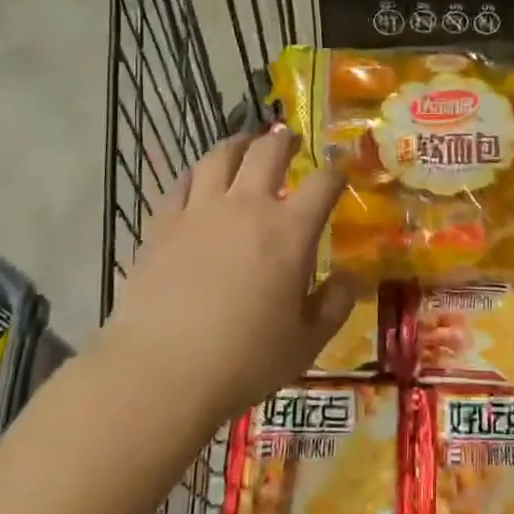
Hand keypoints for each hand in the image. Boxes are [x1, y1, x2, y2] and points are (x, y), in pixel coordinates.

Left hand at [103, 128, 352, 429]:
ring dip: (239, 143)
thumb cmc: (244, 361)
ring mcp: (201, 211)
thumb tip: (352, 277)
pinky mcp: (163, 223)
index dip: (336, 171)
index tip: (341, 169)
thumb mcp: (306, 342)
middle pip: (269, 152)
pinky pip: (182, 182)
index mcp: (290, 232)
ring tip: (246, 143)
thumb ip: (336, 304)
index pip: (323, 183)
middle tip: (291, 140)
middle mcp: (247, 207)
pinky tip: (200, 177)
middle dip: (285, 140)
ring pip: (220, 156)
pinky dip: (197, 172)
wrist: (161, 373)